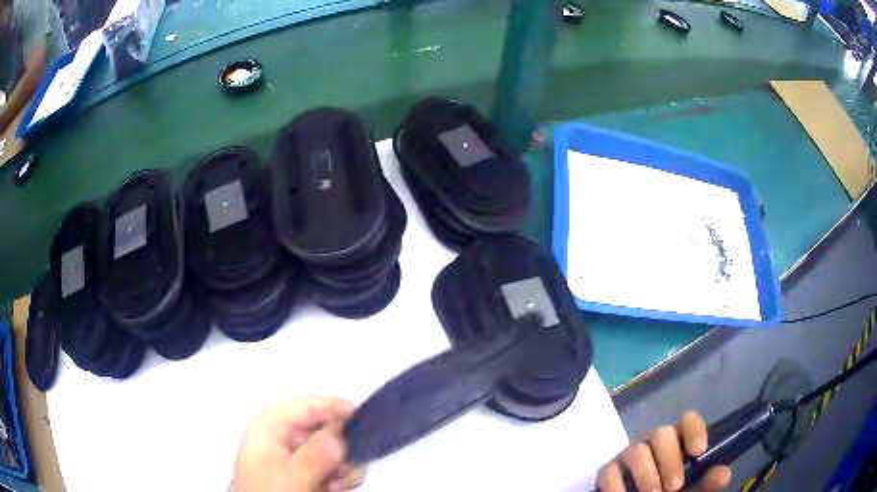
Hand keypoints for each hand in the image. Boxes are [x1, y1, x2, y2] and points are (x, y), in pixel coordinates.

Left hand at [234, 395, 365, 491]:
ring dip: (342, 467)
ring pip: (331, 450)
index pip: (304, 404)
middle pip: (322, 427)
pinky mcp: (302, 473)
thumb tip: (340, 432)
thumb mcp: (292, 475)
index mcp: (270, 426)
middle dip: (340, 446)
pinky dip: (339, 477)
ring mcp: (293, 457)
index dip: (331, 406)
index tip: (358, 414)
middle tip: (345, 467)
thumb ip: (316, 453)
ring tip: (335, 486)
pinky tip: (332, 489)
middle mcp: (282, 437)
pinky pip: (330, 467)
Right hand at [597, 411, 730, 490]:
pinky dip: (617, 486)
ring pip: (636, 450)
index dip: (693, 430)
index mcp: (679, 442)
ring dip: (646, 475)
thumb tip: (723, 474)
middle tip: (675, 487)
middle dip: (669, 461)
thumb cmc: (676, 491)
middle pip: (661, 434)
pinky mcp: (608, 471)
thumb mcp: (694, 490)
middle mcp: (654, 443)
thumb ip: (707, 482)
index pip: (687, 421)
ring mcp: (630, 456)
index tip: (698, 451)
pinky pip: (609, 471)